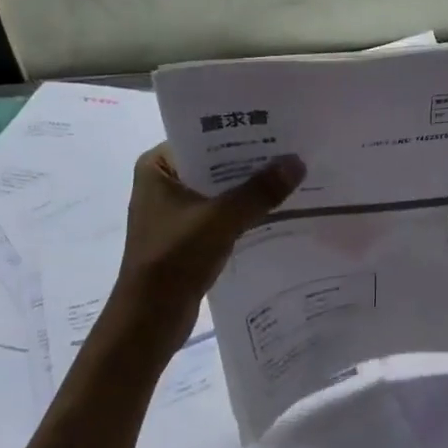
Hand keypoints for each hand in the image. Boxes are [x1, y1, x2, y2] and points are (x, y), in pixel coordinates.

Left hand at [109, 146, 305, 353]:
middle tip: (294, 148)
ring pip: (221, 189)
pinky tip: (278, 208)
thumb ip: (260, 191)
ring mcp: (175, 211)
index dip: (240, 132)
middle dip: (251, 161)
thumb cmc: (173, 260)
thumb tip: (298, 162)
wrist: (148, 322)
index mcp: (157, 166)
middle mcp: (163, 182)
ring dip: (250, 188)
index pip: (204, 136)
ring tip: (293, 175)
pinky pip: (222, 213)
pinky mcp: (187, 236)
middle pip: (215, 162)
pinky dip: (245, 211)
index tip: (278, 125)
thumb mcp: (220, 220)